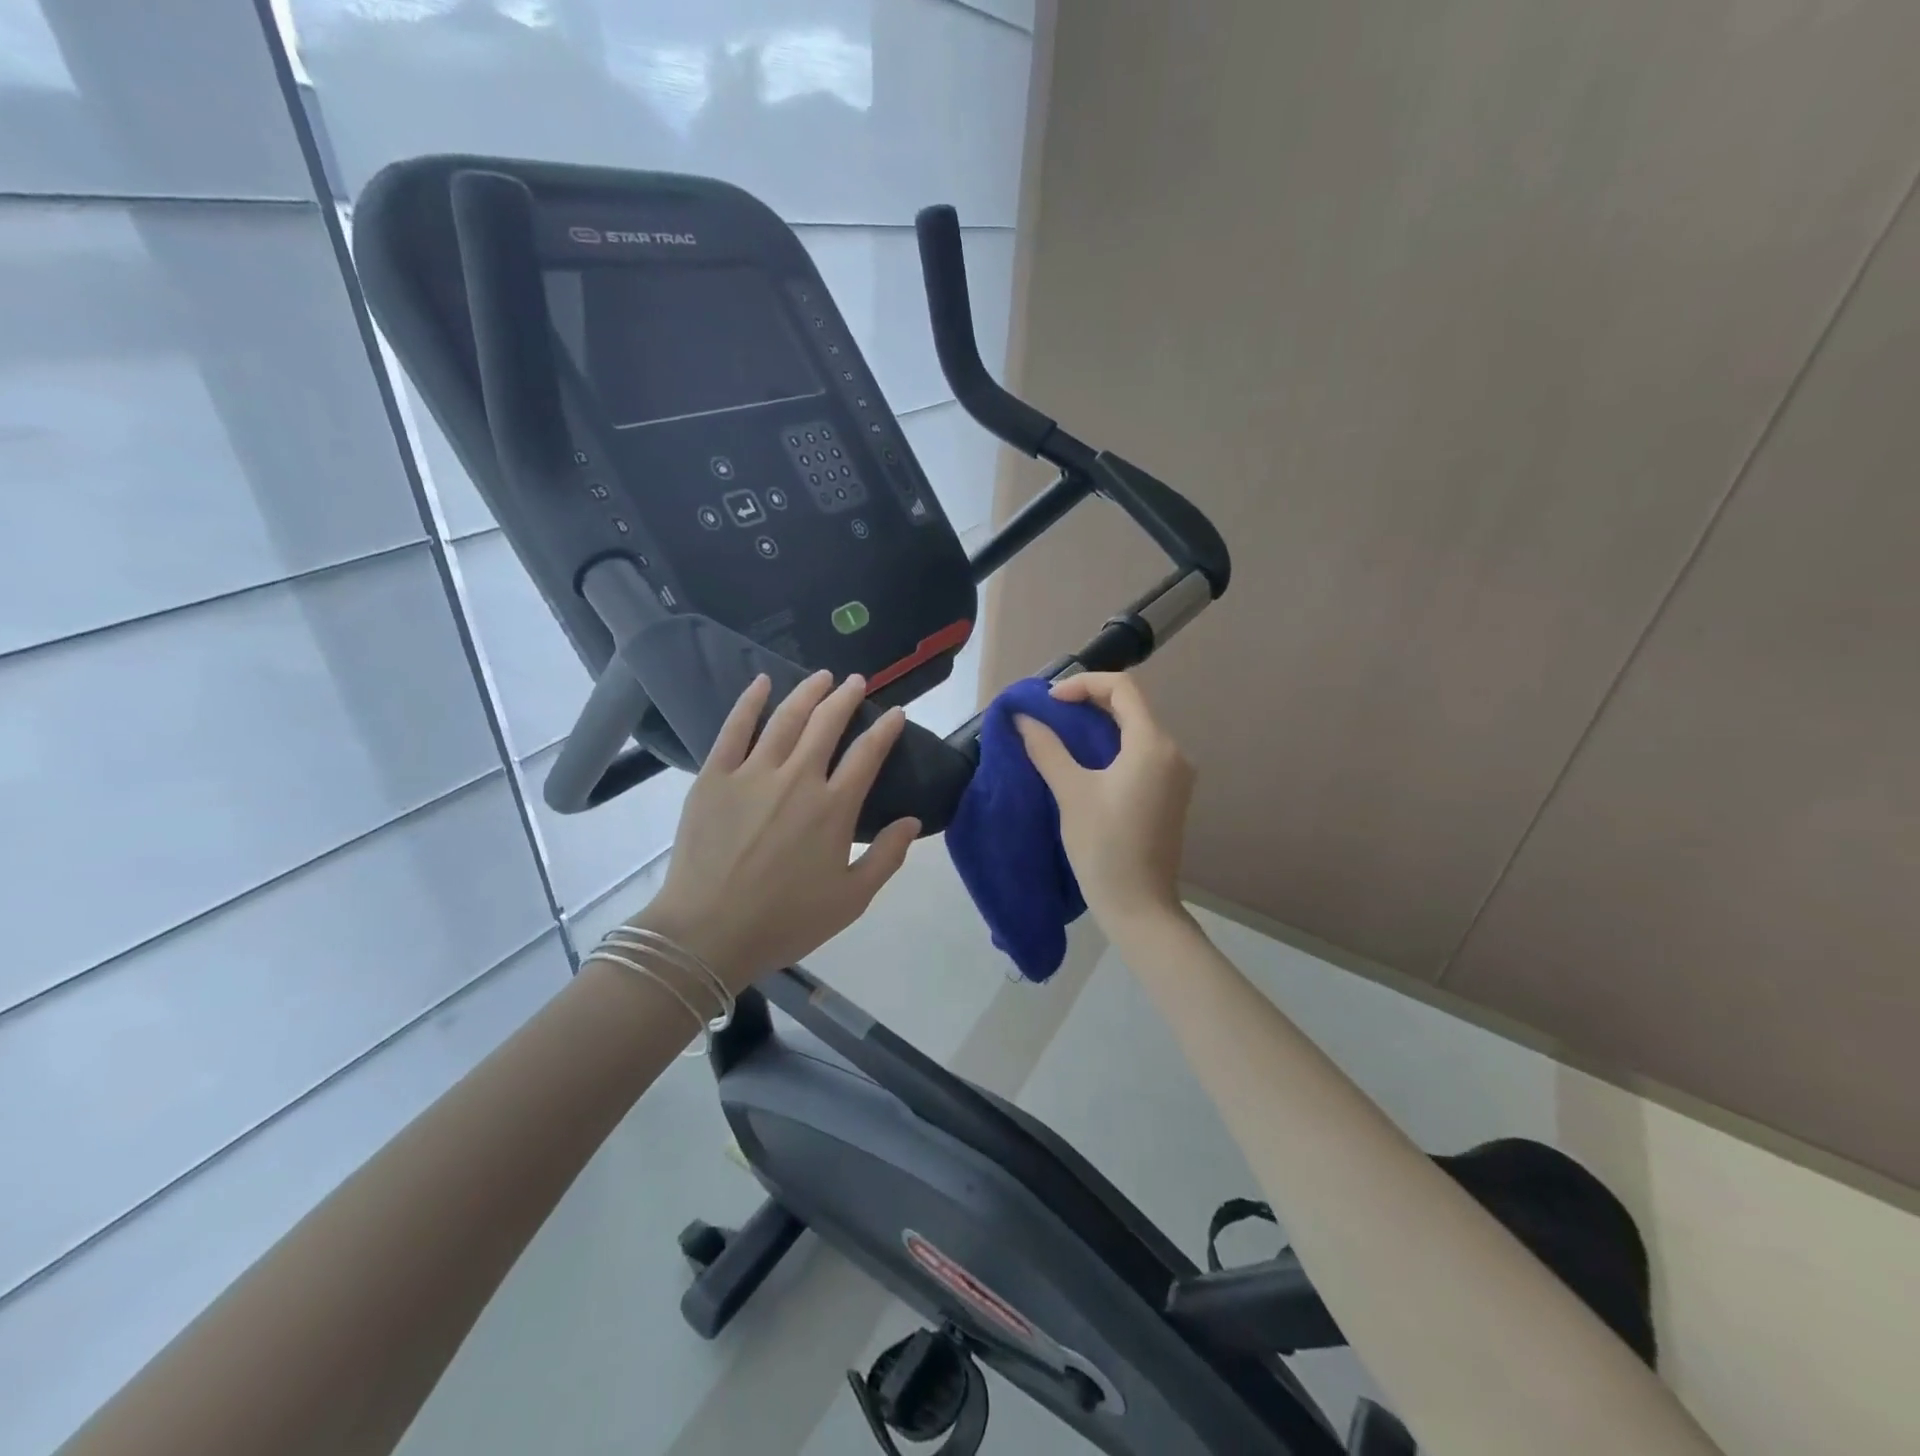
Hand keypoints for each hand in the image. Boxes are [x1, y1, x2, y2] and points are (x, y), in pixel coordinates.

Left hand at [635, 671, 920, 991]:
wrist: (708, 933)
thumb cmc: (785, 920)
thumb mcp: (851, 900)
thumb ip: (887, 857)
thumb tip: (913, 820)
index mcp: (834, 808)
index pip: (868, 754)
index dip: (886, 729)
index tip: (896, 714)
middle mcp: (798, 779)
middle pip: (827, 724)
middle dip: (846, 698)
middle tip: (856, 682)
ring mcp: (752, 773)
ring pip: (786, 718)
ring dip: (808, 692)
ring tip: (822, 677)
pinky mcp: (714, 777)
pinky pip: (734, 728)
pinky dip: (750, 702)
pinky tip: (762, 683)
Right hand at [1015, 672, 1195, 935]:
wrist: (1138, 905)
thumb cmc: (1103, 846)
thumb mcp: (1070, 792)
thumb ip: (1047, 747)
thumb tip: (1022, 717)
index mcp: (1153, 744)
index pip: (1122, 688)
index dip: (1083, 684)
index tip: (1049, 702)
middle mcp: (1173, 751)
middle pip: (1131, 706)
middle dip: (1089, 702)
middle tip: (1050, 713)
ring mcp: (1176, 774)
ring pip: (1137, 730)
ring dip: (1100, 724)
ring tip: (1061, 734)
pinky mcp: (1171, 794)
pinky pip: (1142, 753)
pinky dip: (1113, 746)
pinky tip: (1086, 760)